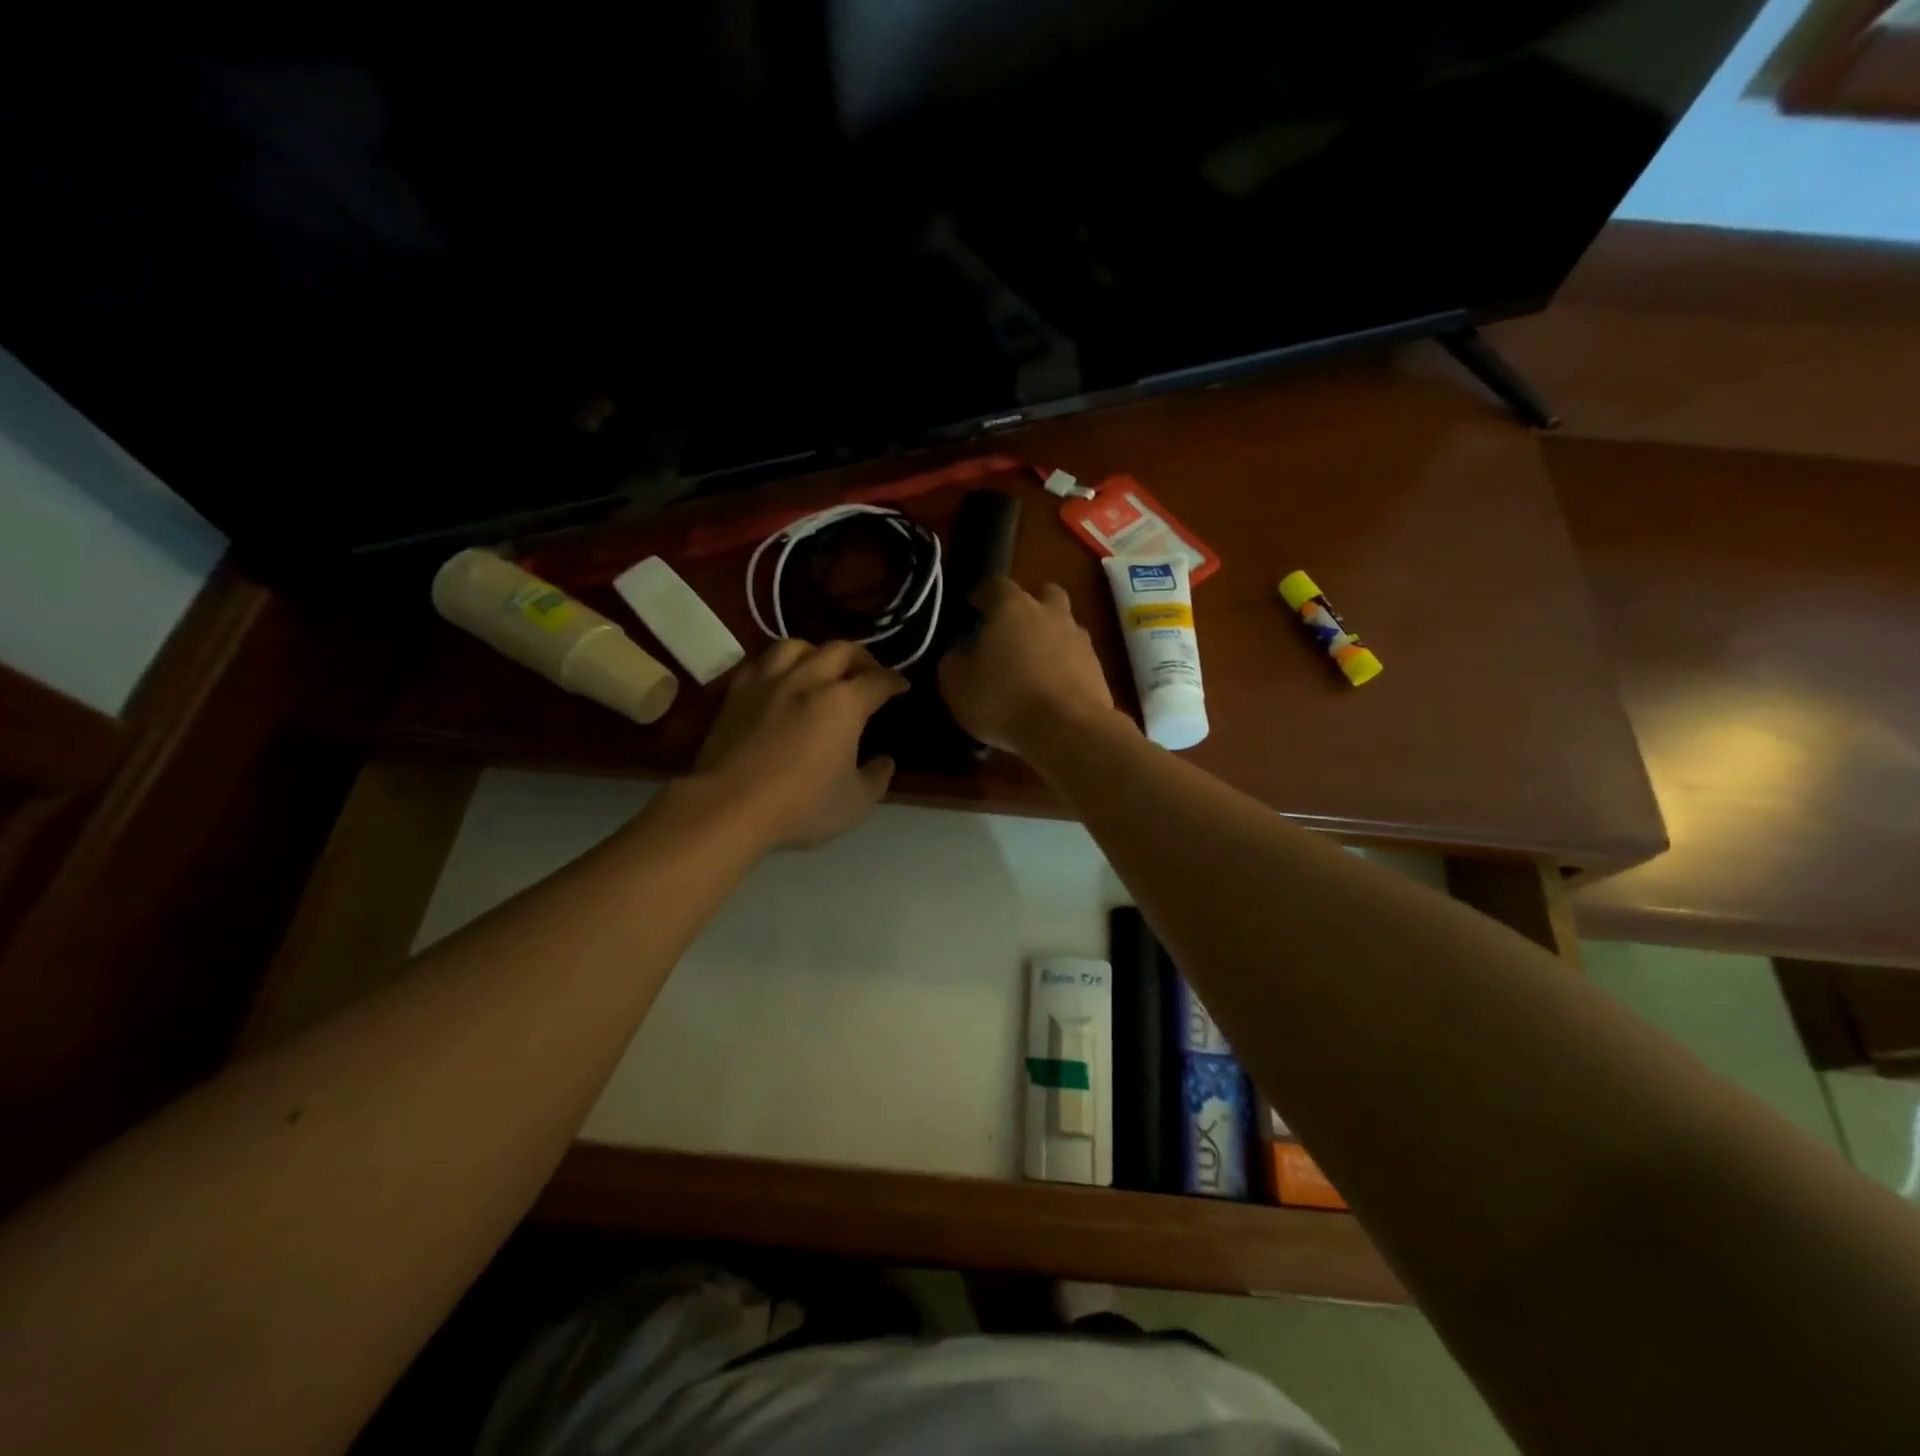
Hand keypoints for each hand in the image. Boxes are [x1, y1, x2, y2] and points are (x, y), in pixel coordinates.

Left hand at [694, 639, 908, 849]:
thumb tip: (884, 761)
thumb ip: (877, 778)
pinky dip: (776, 666)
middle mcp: (808, 679)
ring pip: (796, 646)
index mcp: (844, 702)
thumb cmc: (802, 805)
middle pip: (840, 650)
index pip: (878, 680)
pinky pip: (760, 663)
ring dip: (816, 653)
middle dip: (861, 658)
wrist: (730, 806)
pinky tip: (778, 681)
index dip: (895, 681)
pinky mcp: (736, 693)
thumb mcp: (856, 803)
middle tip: (868, 674)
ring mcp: (768, 682)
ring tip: (820, 669)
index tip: (902, 686)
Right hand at [939, 578, 1120, 755]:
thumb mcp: (957, 686)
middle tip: (1013, 630)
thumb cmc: (1003, 700)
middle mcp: (1050, 613)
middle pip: (1044, 594)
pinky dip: (1066, 666)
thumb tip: (958, 655)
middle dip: (1030, 605)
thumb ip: (953, 663)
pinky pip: (1078, 657)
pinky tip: (1053, 689)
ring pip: (1065, 625)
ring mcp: (1080, 639)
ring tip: (1034, 664)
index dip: (984, 595)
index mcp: (1012, 607)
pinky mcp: (1098, 668)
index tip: (974, 609)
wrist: (1067, 730)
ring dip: (1051, 637)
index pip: (996, 585)